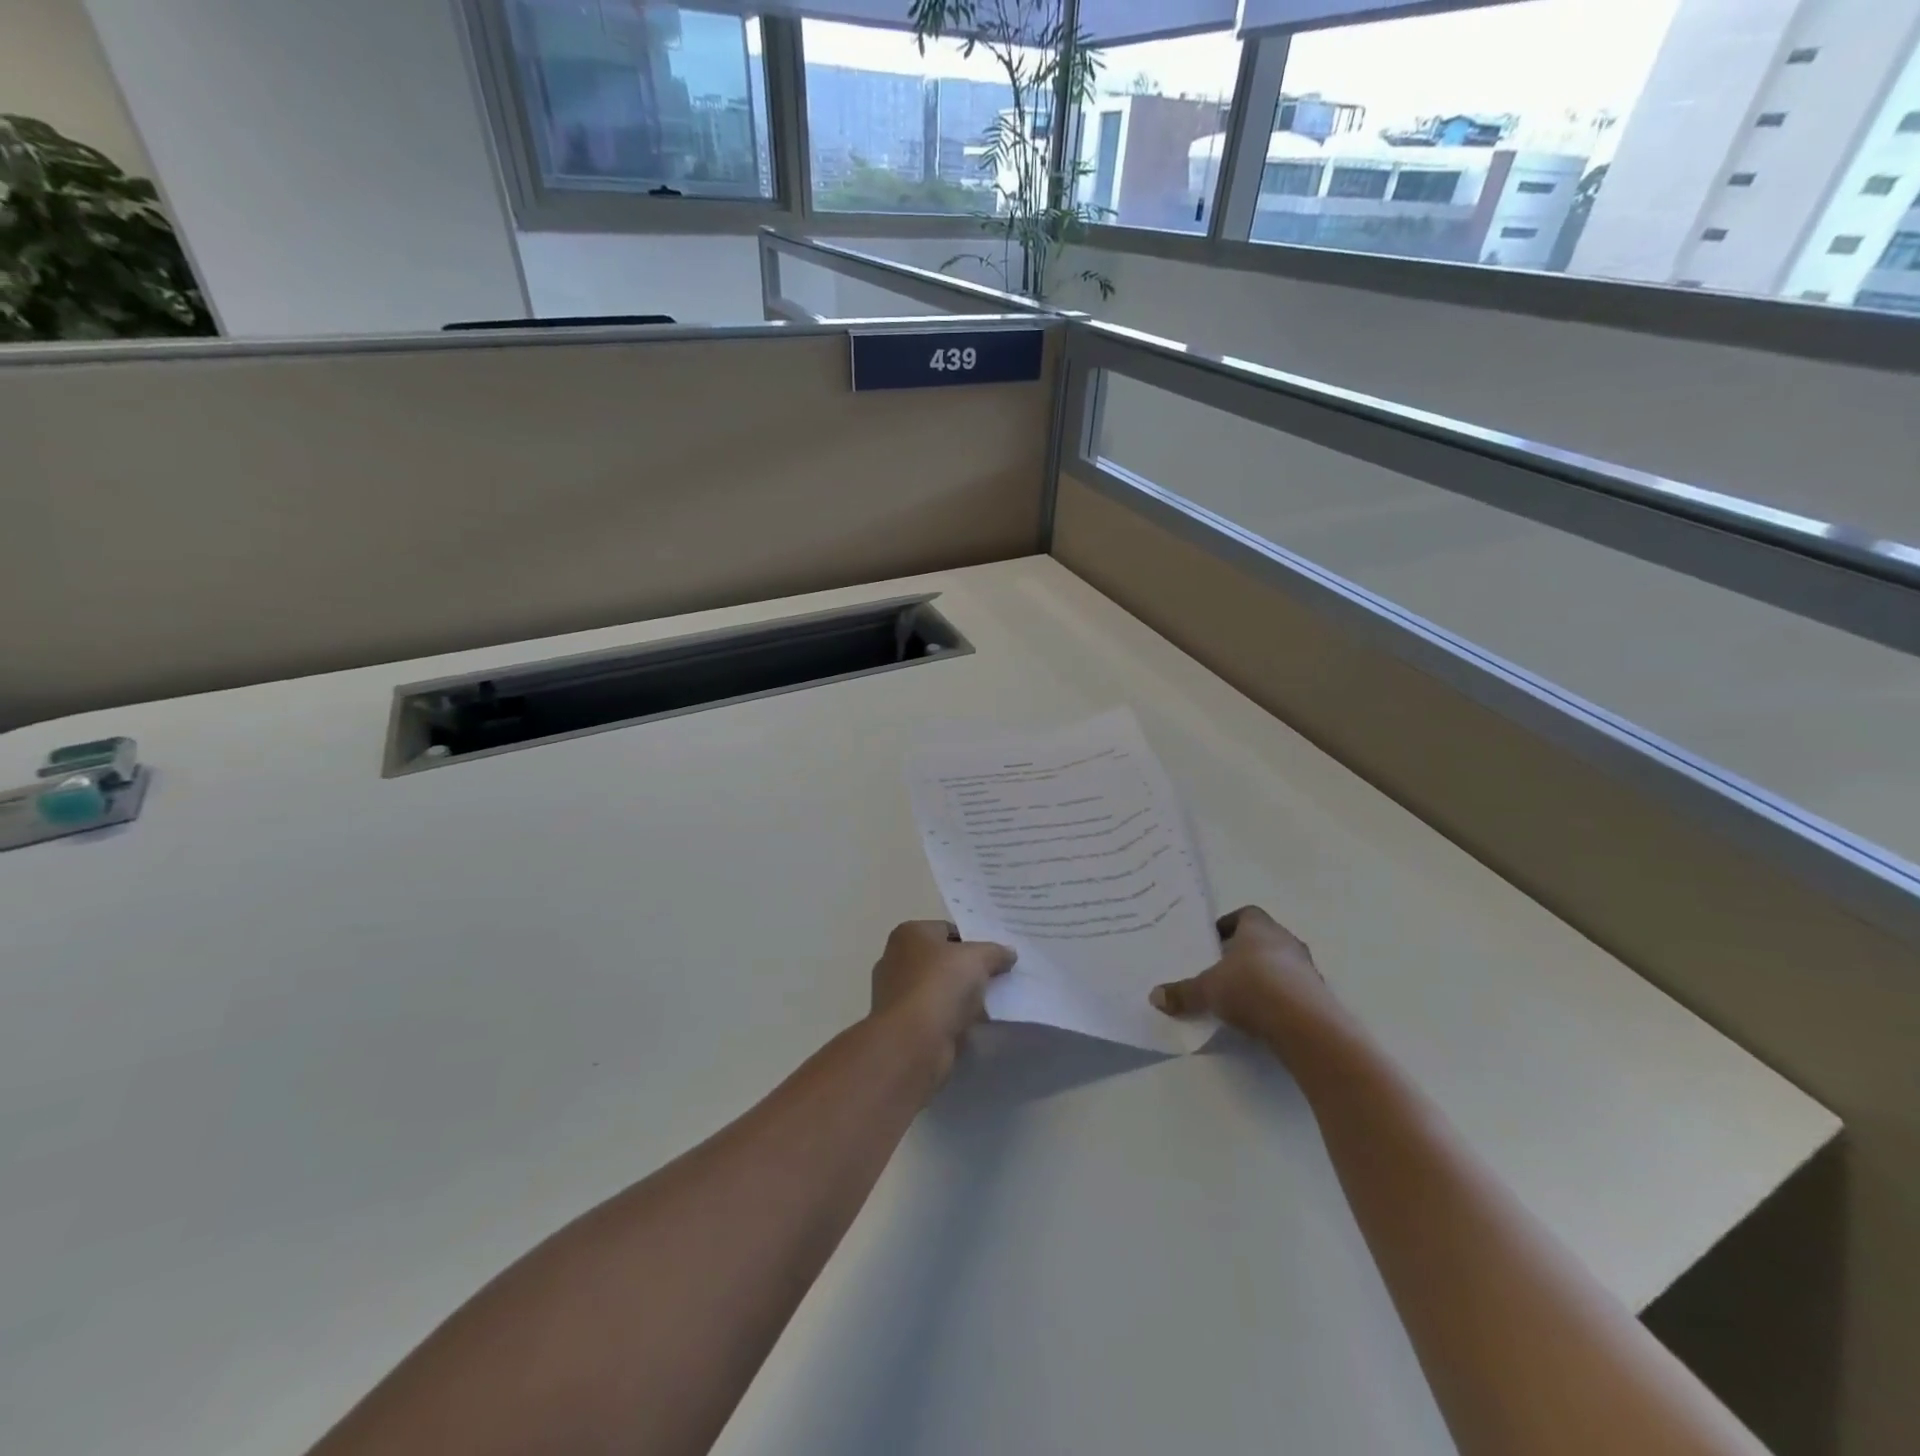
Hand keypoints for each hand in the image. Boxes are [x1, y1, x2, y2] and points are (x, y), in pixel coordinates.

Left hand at [869, 921, 1014, 1076]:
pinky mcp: (903, 1025)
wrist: (913, 1042)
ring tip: (992, 1002)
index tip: (997, 955)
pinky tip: (976, 1025)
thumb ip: (995, 952)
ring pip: (940, 990)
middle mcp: (896, 959)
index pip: (948, 930)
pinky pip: (936, 1015)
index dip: (974, 941)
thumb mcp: (977, 958)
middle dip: (968, 970)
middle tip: (999, 977)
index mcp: (909, 934)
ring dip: (962, 997)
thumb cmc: (940, 985)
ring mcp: (897, 995)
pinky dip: (953, 1020)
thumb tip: (1009, 953)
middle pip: (943, 961)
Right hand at [1150, 906, 1342, 1045]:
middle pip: (1263, 939)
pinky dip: (1277, 998)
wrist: (1305, 1025)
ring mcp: (1307, 969)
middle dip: (1243, 953)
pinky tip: (1261, 1016)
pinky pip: (1293, 990)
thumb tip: (1154, 996)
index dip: (1229, 925)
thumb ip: (1183, 992)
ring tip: (1239, 995)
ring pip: (1280, 964)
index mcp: (1259, 927)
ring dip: (1262, 976)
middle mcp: (1286, 941)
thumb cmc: (1251, 988)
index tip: (1213, 941)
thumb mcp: (1207, 990)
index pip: (1246, 914)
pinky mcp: (1318, 996)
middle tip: (1221, 969)